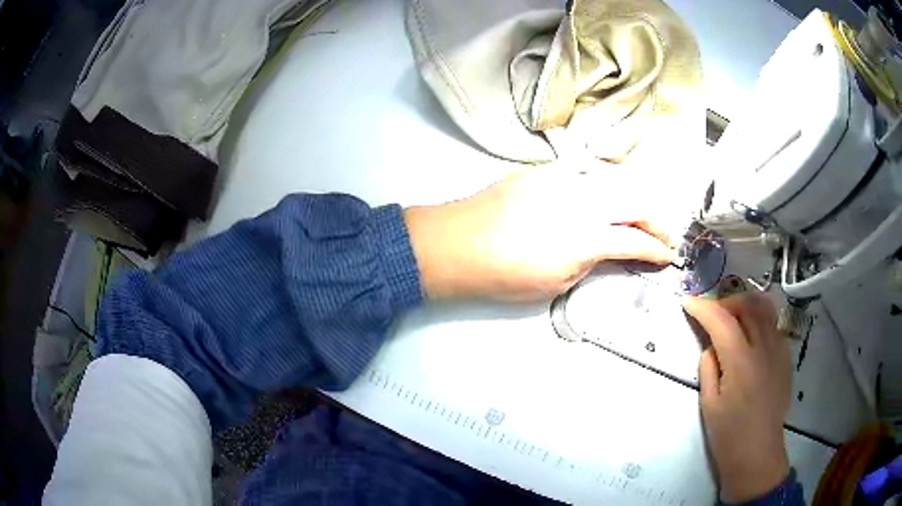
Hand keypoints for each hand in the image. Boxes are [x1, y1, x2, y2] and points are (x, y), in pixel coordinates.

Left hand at [404, 164, 675, 300]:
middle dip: (656, 220)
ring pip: (614, 180)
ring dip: (634, 200)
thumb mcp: (556, 282)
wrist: (456, 243)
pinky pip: (586, 172)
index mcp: (585, 236)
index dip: (658, 250)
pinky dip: (604, 186)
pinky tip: (603, 199)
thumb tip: (607, 250)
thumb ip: (590, 261)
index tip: (668, 257)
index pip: (636, 240)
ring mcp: (562, 178)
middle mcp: (581, 199)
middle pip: (635, 200)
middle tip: (662, 236)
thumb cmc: (503, 274)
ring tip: (639, 218)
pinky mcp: (544, 170)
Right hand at [683, 293, 791, 502]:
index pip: (722, 321)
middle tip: (710, 313)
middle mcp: (764, 348)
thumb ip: (708, 367)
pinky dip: (758, 321)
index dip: (703, 308)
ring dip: (745, 306)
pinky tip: (750, 338)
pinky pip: (773, 325)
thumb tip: (710, 346)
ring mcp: (779, 350)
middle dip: (725, 302)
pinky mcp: (786, 357)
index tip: (688, 303)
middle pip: (748, 305)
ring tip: (731, 319)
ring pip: (765, 309)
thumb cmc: (728, 435)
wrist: (758, 453)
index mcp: (741, 362)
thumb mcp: (709, 404)